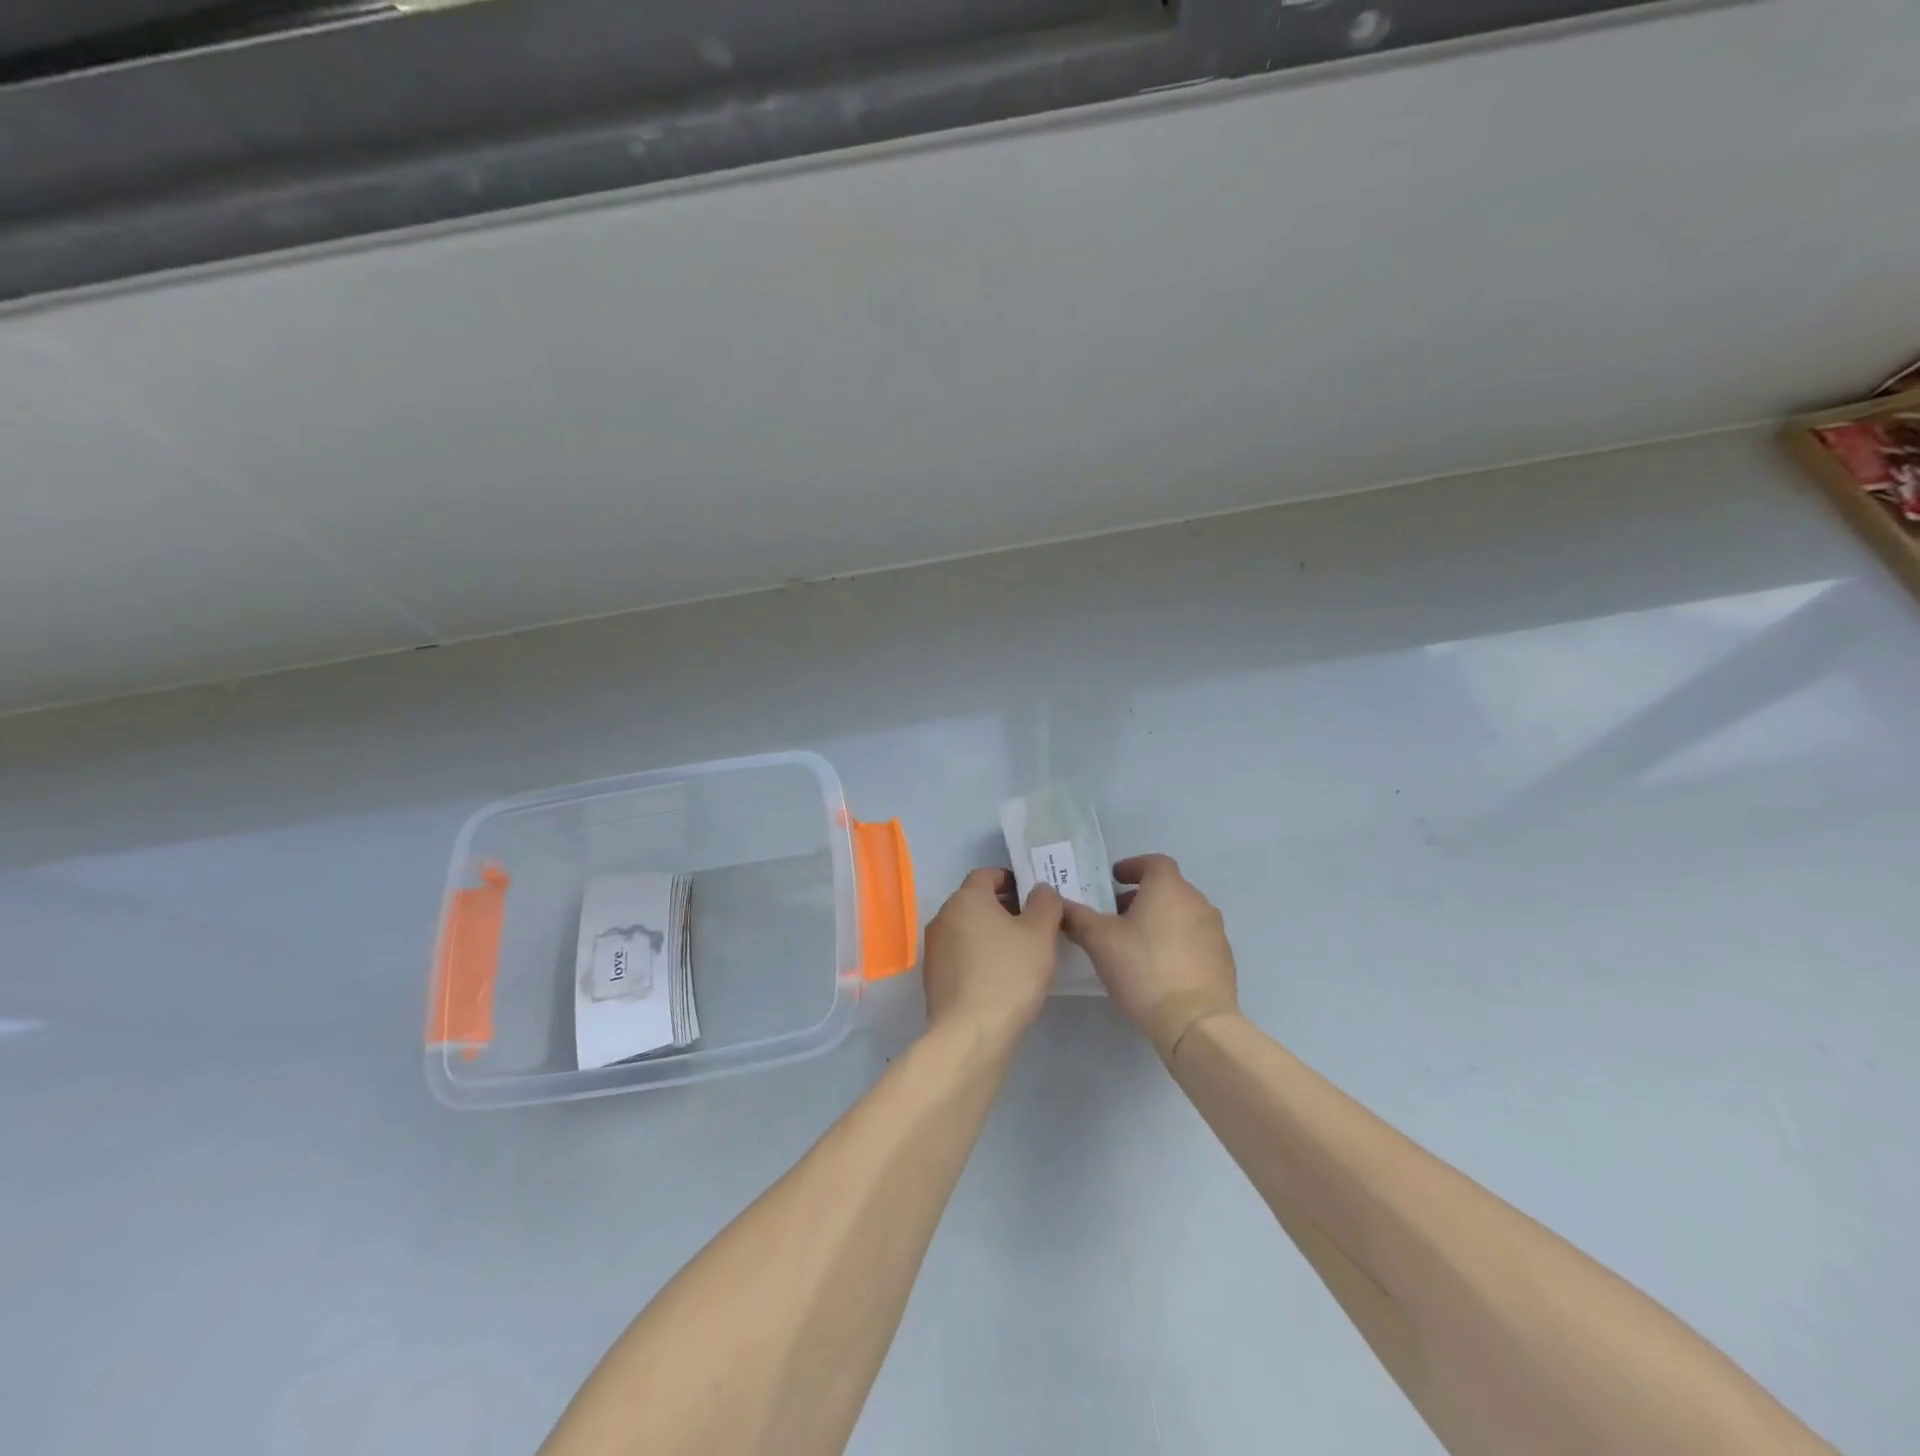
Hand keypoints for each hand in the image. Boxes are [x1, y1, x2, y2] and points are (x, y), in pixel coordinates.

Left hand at [922, 868, 1062, 1044]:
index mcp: (966, 899)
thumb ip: (1044, 903)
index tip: (1034, 897)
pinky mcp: (933, 977)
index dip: (1011, 880)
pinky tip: (1000, 977)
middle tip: (1033, 925)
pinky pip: (960, 954)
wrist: (970, 1033)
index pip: (987, 874)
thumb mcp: (1040, 934)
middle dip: (1003, 907)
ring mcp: (934, 948)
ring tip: (1020, 953)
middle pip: (975, 901)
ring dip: (991, 933)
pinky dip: (978, 956)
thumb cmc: (1009, 974)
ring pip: (967, 929)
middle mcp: (943, 917)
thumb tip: (1039, 889)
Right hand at [1061, 854, 1238, 1059]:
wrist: (1195, 1023)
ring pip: (1182, 915)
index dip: (1132, 867)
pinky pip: (1195, 941)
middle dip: (1141, 898)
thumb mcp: (1099, 941)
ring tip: (1135, 945)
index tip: (1113, 881)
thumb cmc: (1143, 969)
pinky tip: (1159, 969)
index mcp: (1169, 888)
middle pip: (1167, 889)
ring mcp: (1215, 932)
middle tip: (1115, 917)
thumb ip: (1077, 917)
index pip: (1153, 862)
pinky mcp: (1223, 960)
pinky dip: (1176, 944)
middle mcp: (1198, 902)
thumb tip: (1059, 903)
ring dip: (1159, 921)